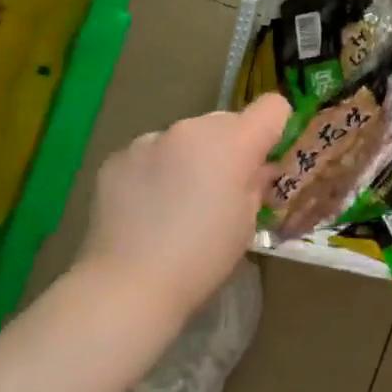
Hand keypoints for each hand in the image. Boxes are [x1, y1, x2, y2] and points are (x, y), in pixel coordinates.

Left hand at [80, 95, 291, 321]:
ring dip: (189, 157)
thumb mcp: (247, 223)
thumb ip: (256, 183)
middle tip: (219, 188)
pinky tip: (145, 208)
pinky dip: (154, 171)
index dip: (274, 128)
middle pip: (225, 122)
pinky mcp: (117, 157)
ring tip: (176, 202)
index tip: (265, 157)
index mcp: (232, 142)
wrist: (128, 285)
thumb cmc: (202, 258)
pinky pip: (149, 154)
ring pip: (184, 138)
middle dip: (228, 147)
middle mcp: (191, 128)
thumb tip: (258, 168)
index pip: (272, 107)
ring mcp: (149, 140)